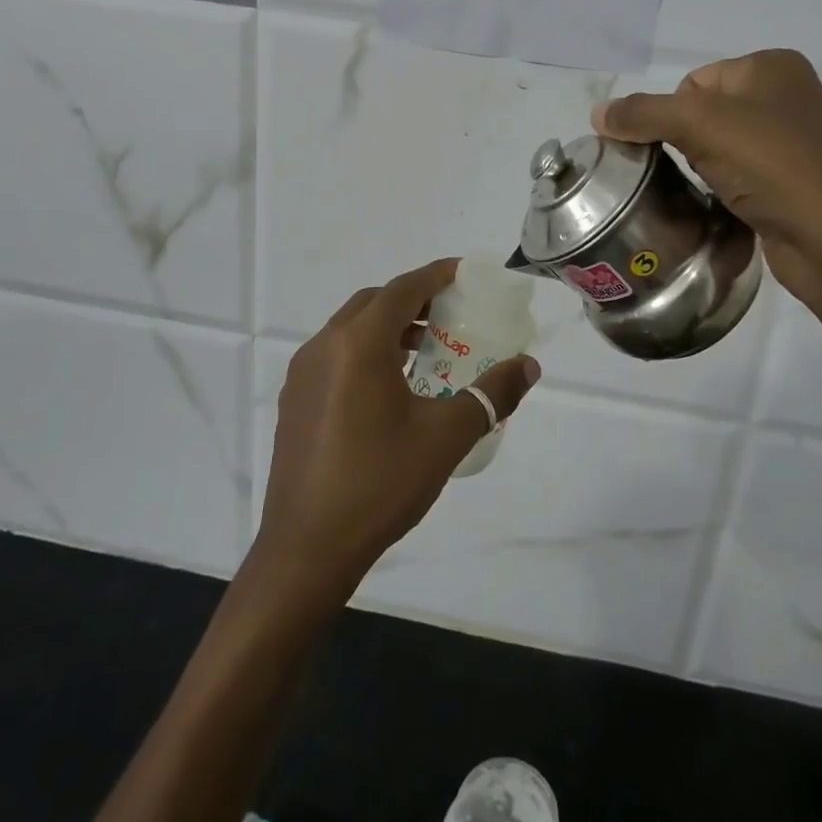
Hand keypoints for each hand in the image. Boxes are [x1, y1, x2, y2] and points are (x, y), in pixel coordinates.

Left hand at [254, 257, 539, 607]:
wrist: (307, 549)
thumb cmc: (380, 483)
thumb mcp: (446, 437)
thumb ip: (491, 394)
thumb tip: (528, 367)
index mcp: (358, 344)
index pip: (403, 289)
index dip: (436, 275)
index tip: (465, 273)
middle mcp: (324, 347)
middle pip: (373, 302)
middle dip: (412, 299)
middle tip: (449, 315)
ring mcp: (302, 374)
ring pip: (350, 329)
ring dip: (387, 327)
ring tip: (424, 350)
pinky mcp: (293, 401)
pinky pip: (334, 356)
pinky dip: (365, 352)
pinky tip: (388, 388)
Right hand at [592, 50, 821, 308]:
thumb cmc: (771, 164)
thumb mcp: (700, 124)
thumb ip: (643, 114)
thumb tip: (597, 114)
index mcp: (772, 67)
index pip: (692, 81)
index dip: (671, 114)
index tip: (673, 148)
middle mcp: (786, 97)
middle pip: (702, 114)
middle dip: (682, 142)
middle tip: (683, 171)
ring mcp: (790, 142)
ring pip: (717, 148)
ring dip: (699, 169)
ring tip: (703, 192)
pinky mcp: (789, 182)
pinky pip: (736, 177)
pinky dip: (720, 190)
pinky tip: (720, 207)